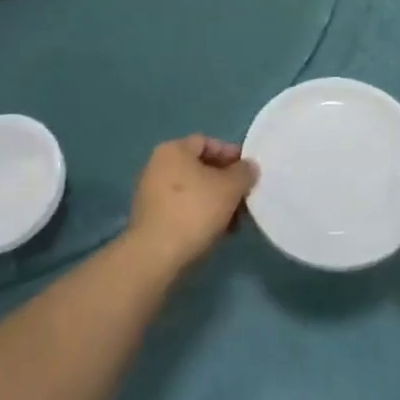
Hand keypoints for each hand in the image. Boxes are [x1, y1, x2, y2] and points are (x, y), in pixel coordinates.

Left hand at [127, 136, 258, 276]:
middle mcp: (158, 165)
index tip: (248, 172)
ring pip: (192, 191)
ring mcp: (150, 193)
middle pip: (199, 167)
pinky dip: (199, 216)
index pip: (207, 142)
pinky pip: (180, 209)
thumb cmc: (194, 211)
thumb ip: (244, 173)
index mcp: (174, 149)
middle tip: (244, 198)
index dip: (231, 154)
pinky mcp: (149, 219)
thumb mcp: (229, 188)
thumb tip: (249, 166)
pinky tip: (215, 232)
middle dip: (225, 182)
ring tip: (233, 222)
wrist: (155, 256)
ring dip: (214, 202)